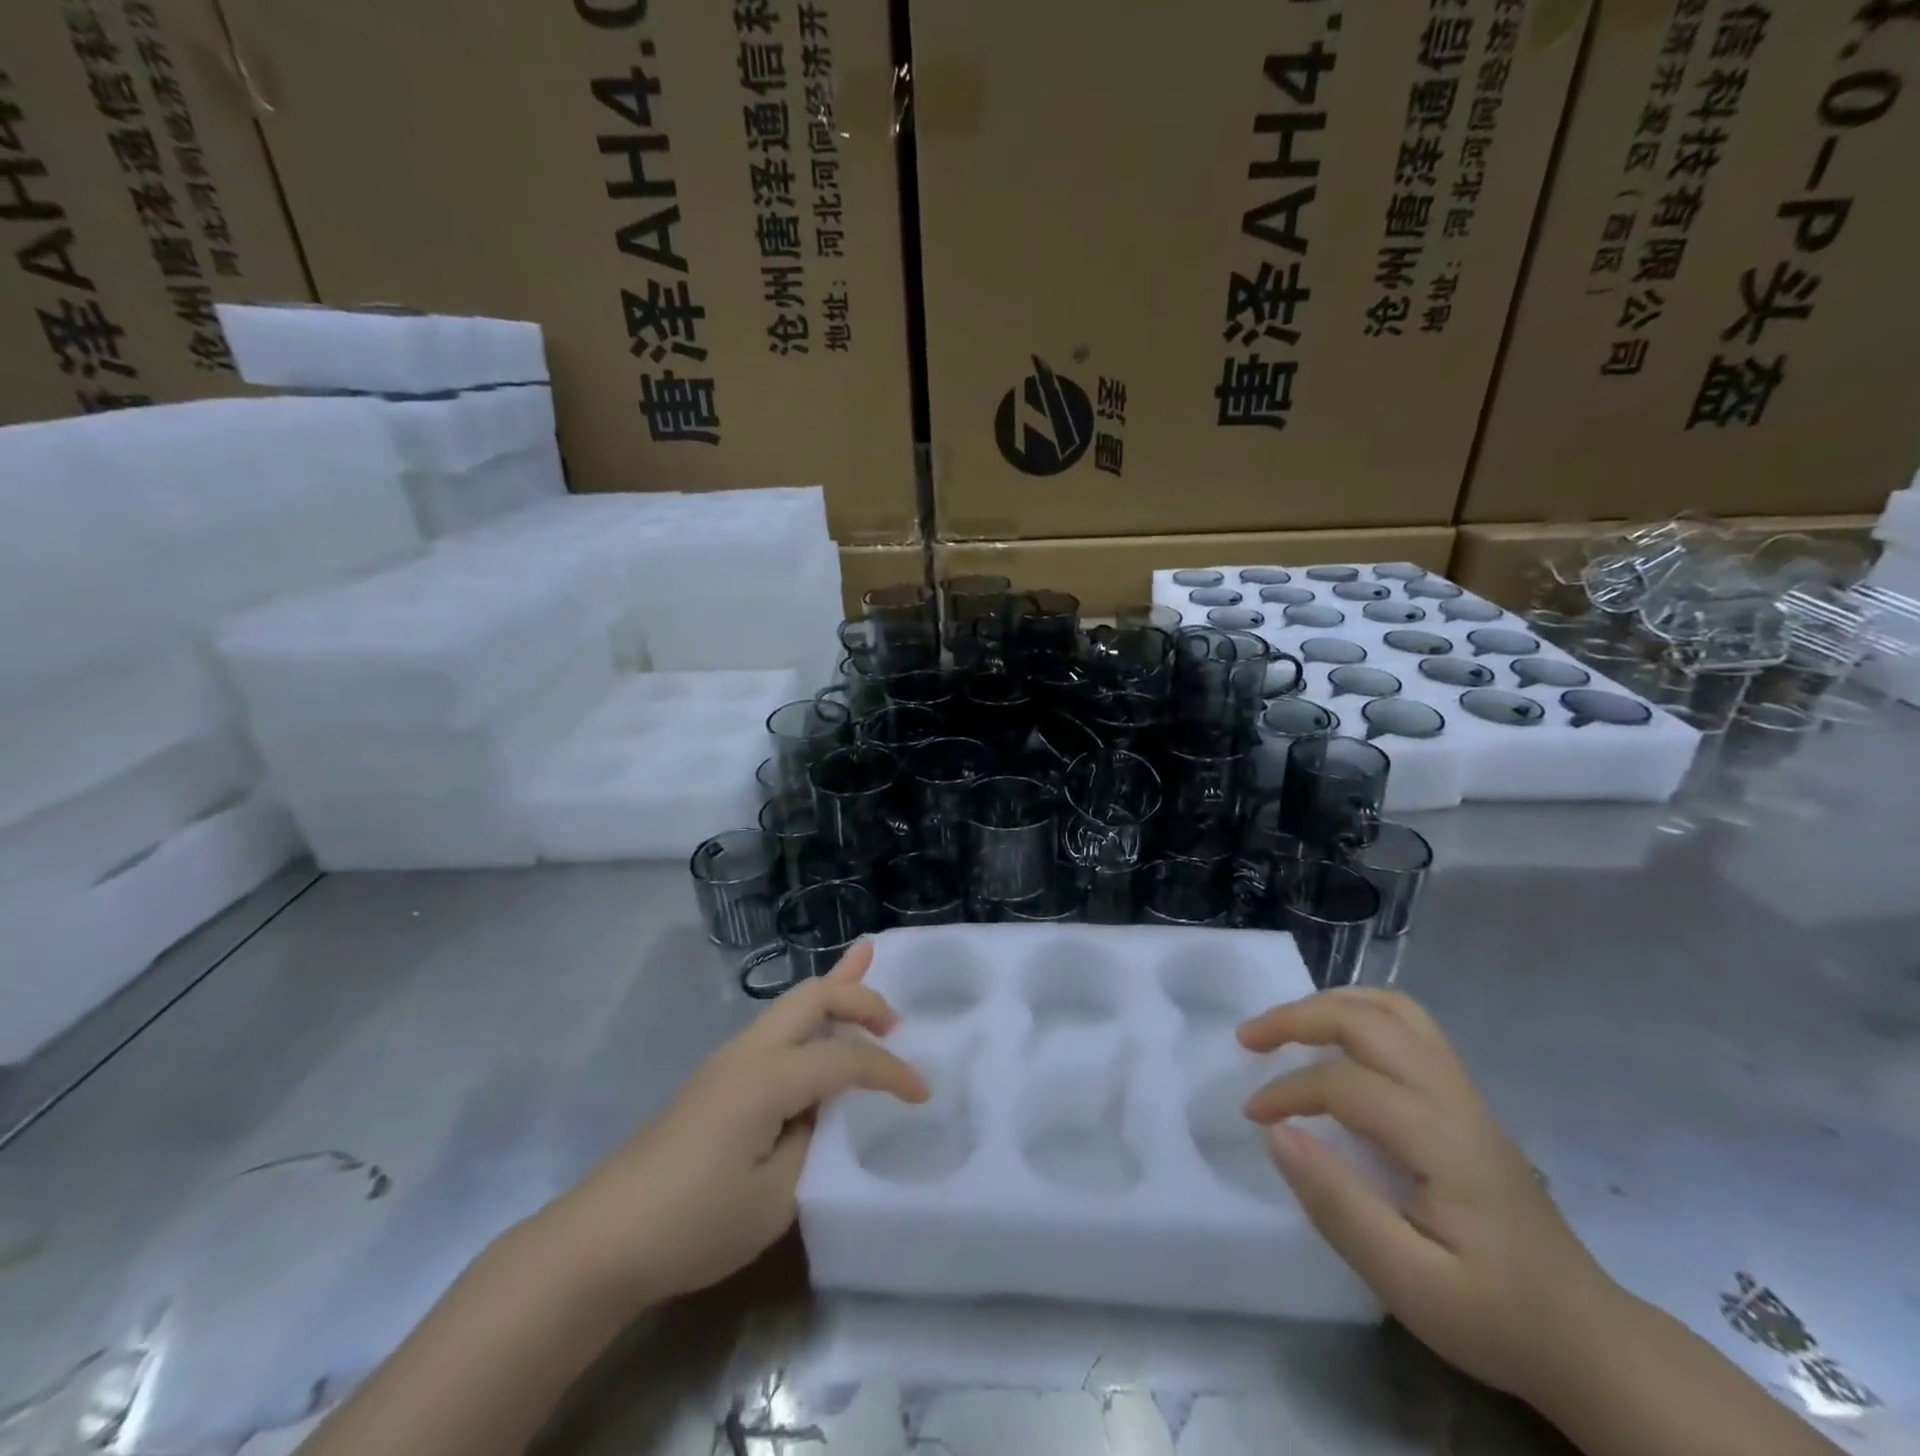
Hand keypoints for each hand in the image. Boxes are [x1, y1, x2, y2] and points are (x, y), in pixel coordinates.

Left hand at [547, 941, 927, 1305]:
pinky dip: (809, 1016)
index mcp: (768, 1077)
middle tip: (898, 1021)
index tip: (923, 1093)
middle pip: (813, 996)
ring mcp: (728, 1060)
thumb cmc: (692, 1224)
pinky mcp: (717, 1078)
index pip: (846, 1060)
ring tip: (866, 970)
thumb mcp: (773, 1199)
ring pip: (791, 1004)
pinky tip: (818, 1024)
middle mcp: (749, 1052)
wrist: (601, 1240)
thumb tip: (819, 1110)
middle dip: (861, 996)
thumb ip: (811, 1142)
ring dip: (833, 992)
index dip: (890, 1072)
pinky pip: (775, 1028)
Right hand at [1238, 988, 1621, 1400]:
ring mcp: (1466, 1092)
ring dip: (1332, 1005)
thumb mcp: (1410, 1284)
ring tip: (1287, 1026)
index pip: (1347, 1085)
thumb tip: (1275, 1135)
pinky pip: (1408, 1026)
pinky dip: (1359, 1015)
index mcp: (1443, 1140)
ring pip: (1394, 1010)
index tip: (1252, 1117)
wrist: (1589, 1340)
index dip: (1288, 1091)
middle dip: (1299, 1017)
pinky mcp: (1465, 1099)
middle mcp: (1455, 1098)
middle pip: (1369, 1020)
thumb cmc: (1495, 1316)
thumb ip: (1338, 1206)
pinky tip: (1336, 1043)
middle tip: (1250, 1038)